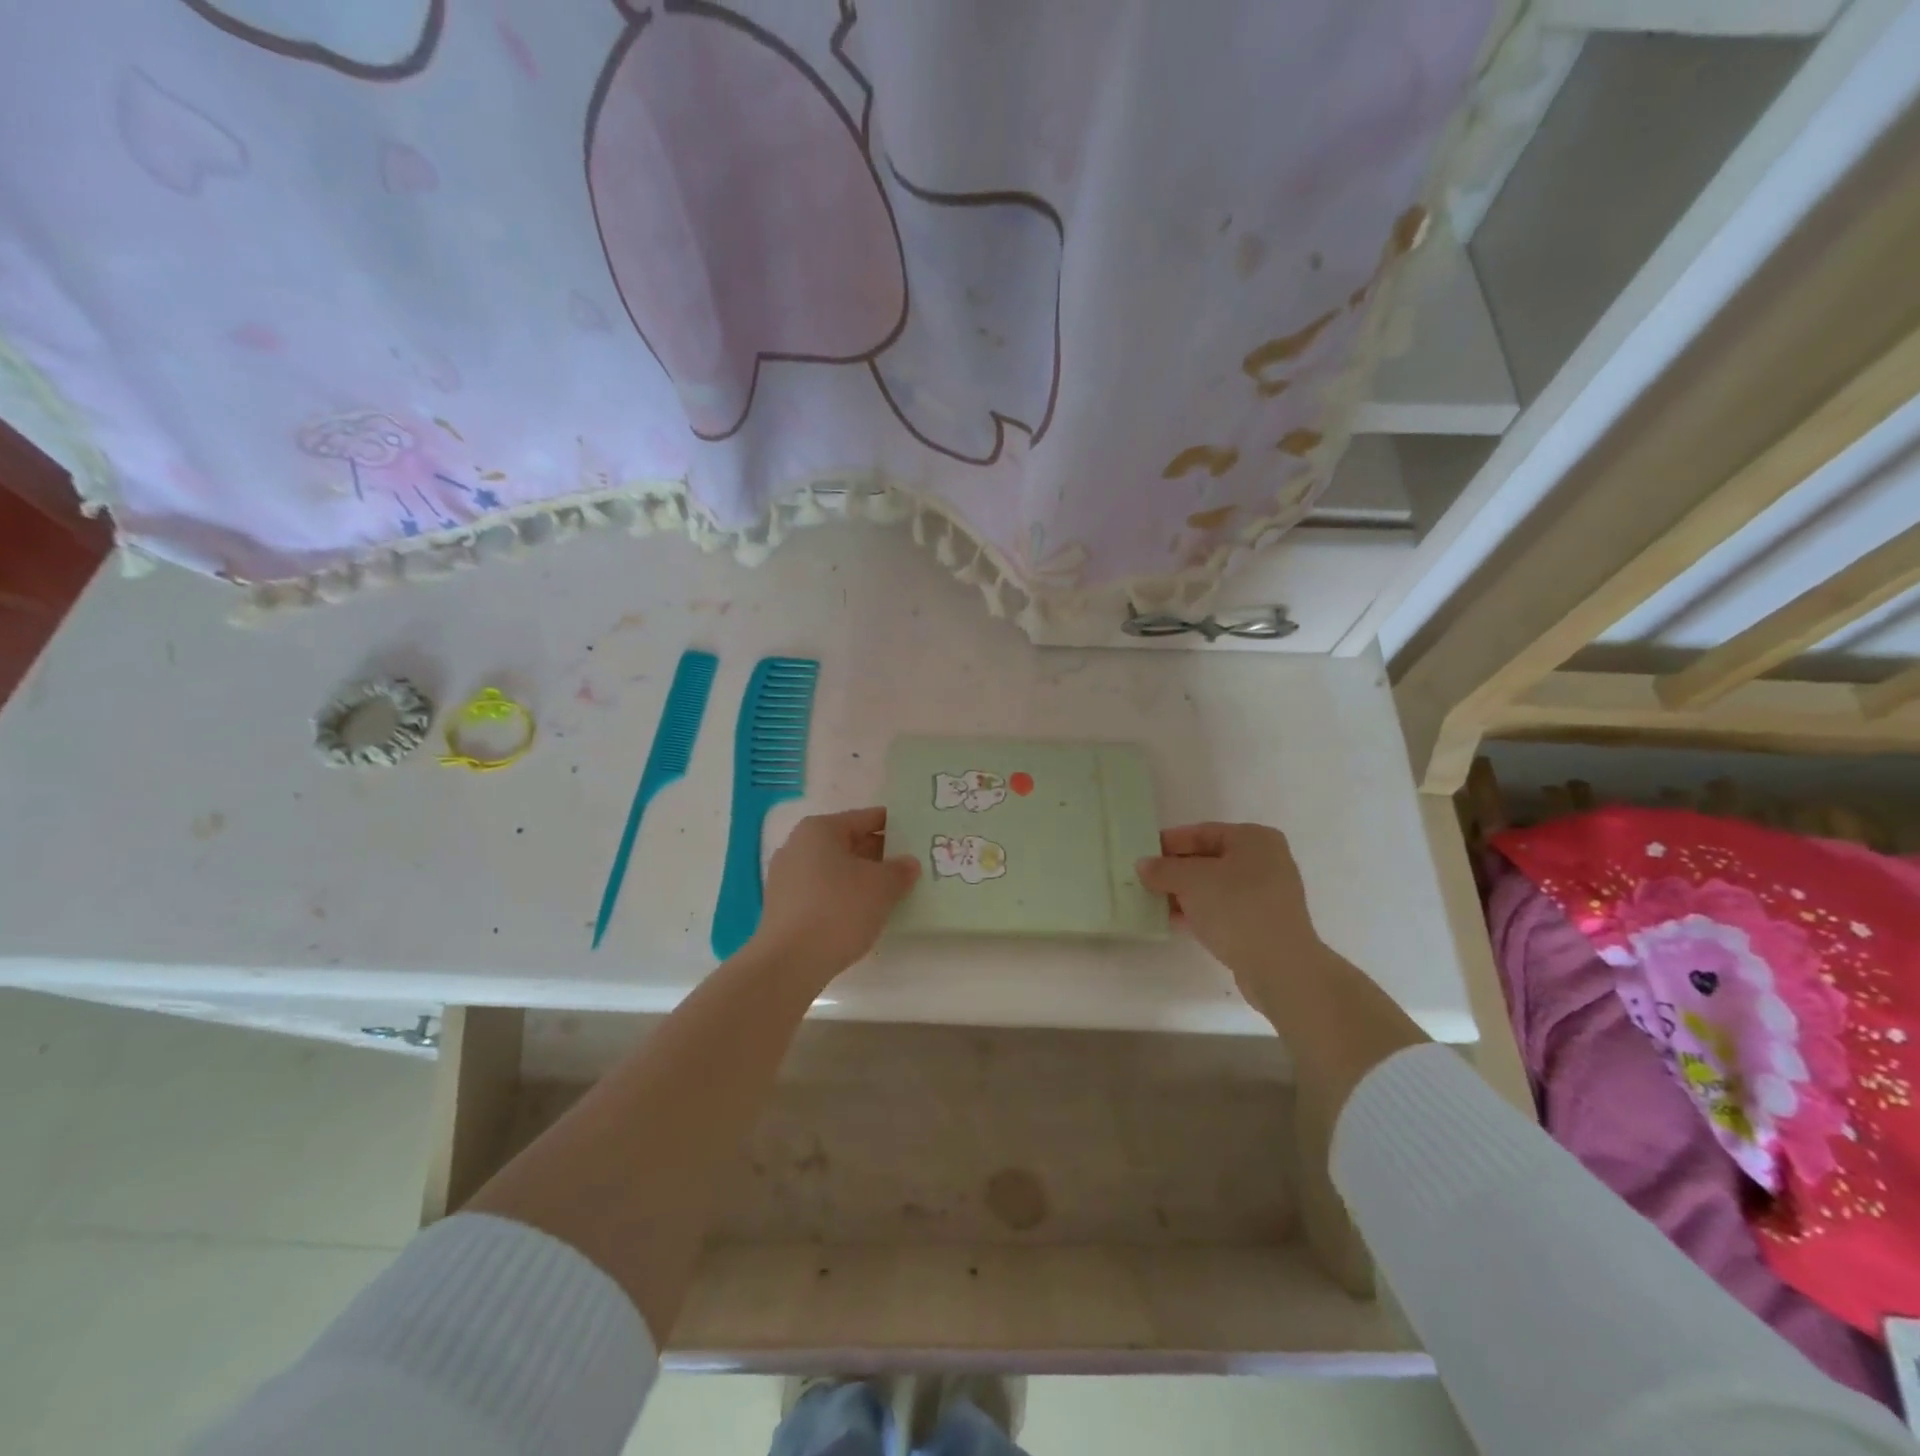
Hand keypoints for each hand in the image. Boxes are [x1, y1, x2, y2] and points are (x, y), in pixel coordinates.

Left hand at [749, 807, 919, 987]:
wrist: (790, 962)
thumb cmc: (839, 909)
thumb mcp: (882, 887)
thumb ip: (900, 870)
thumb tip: (908, 864)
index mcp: (819, 830)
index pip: (866, 818)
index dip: (894, 826)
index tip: (917, 837)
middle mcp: (797, 846)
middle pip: (849, 843)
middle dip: (879, 855)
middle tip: (909, 867)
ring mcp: (786, 878)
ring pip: (835, 869)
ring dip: (862, 878)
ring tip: (892, 892)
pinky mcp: (783, 907)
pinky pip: (823, 892)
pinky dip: (844, 897)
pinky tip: (863, 913)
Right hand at [1138, 823, 1320, 1007]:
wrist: (1280, 968)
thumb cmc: (1237, 908)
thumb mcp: (1191, 881)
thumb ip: (1163, 869)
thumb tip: (1143, 866)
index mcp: (1254, 839)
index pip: (1202, 832)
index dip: (1169, 842)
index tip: (1142, 854)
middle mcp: (1264, 861)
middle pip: (1208, 859)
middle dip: (1174, 870)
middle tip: (1143, 879)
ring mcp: (1266, 895)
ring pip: (1214, 887)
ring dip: (1183, 893)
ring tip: (1151, 901)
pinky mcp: (1261, 924)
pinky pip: (1222, 910)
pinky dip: (1198, 911)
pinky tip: (1172, 920)